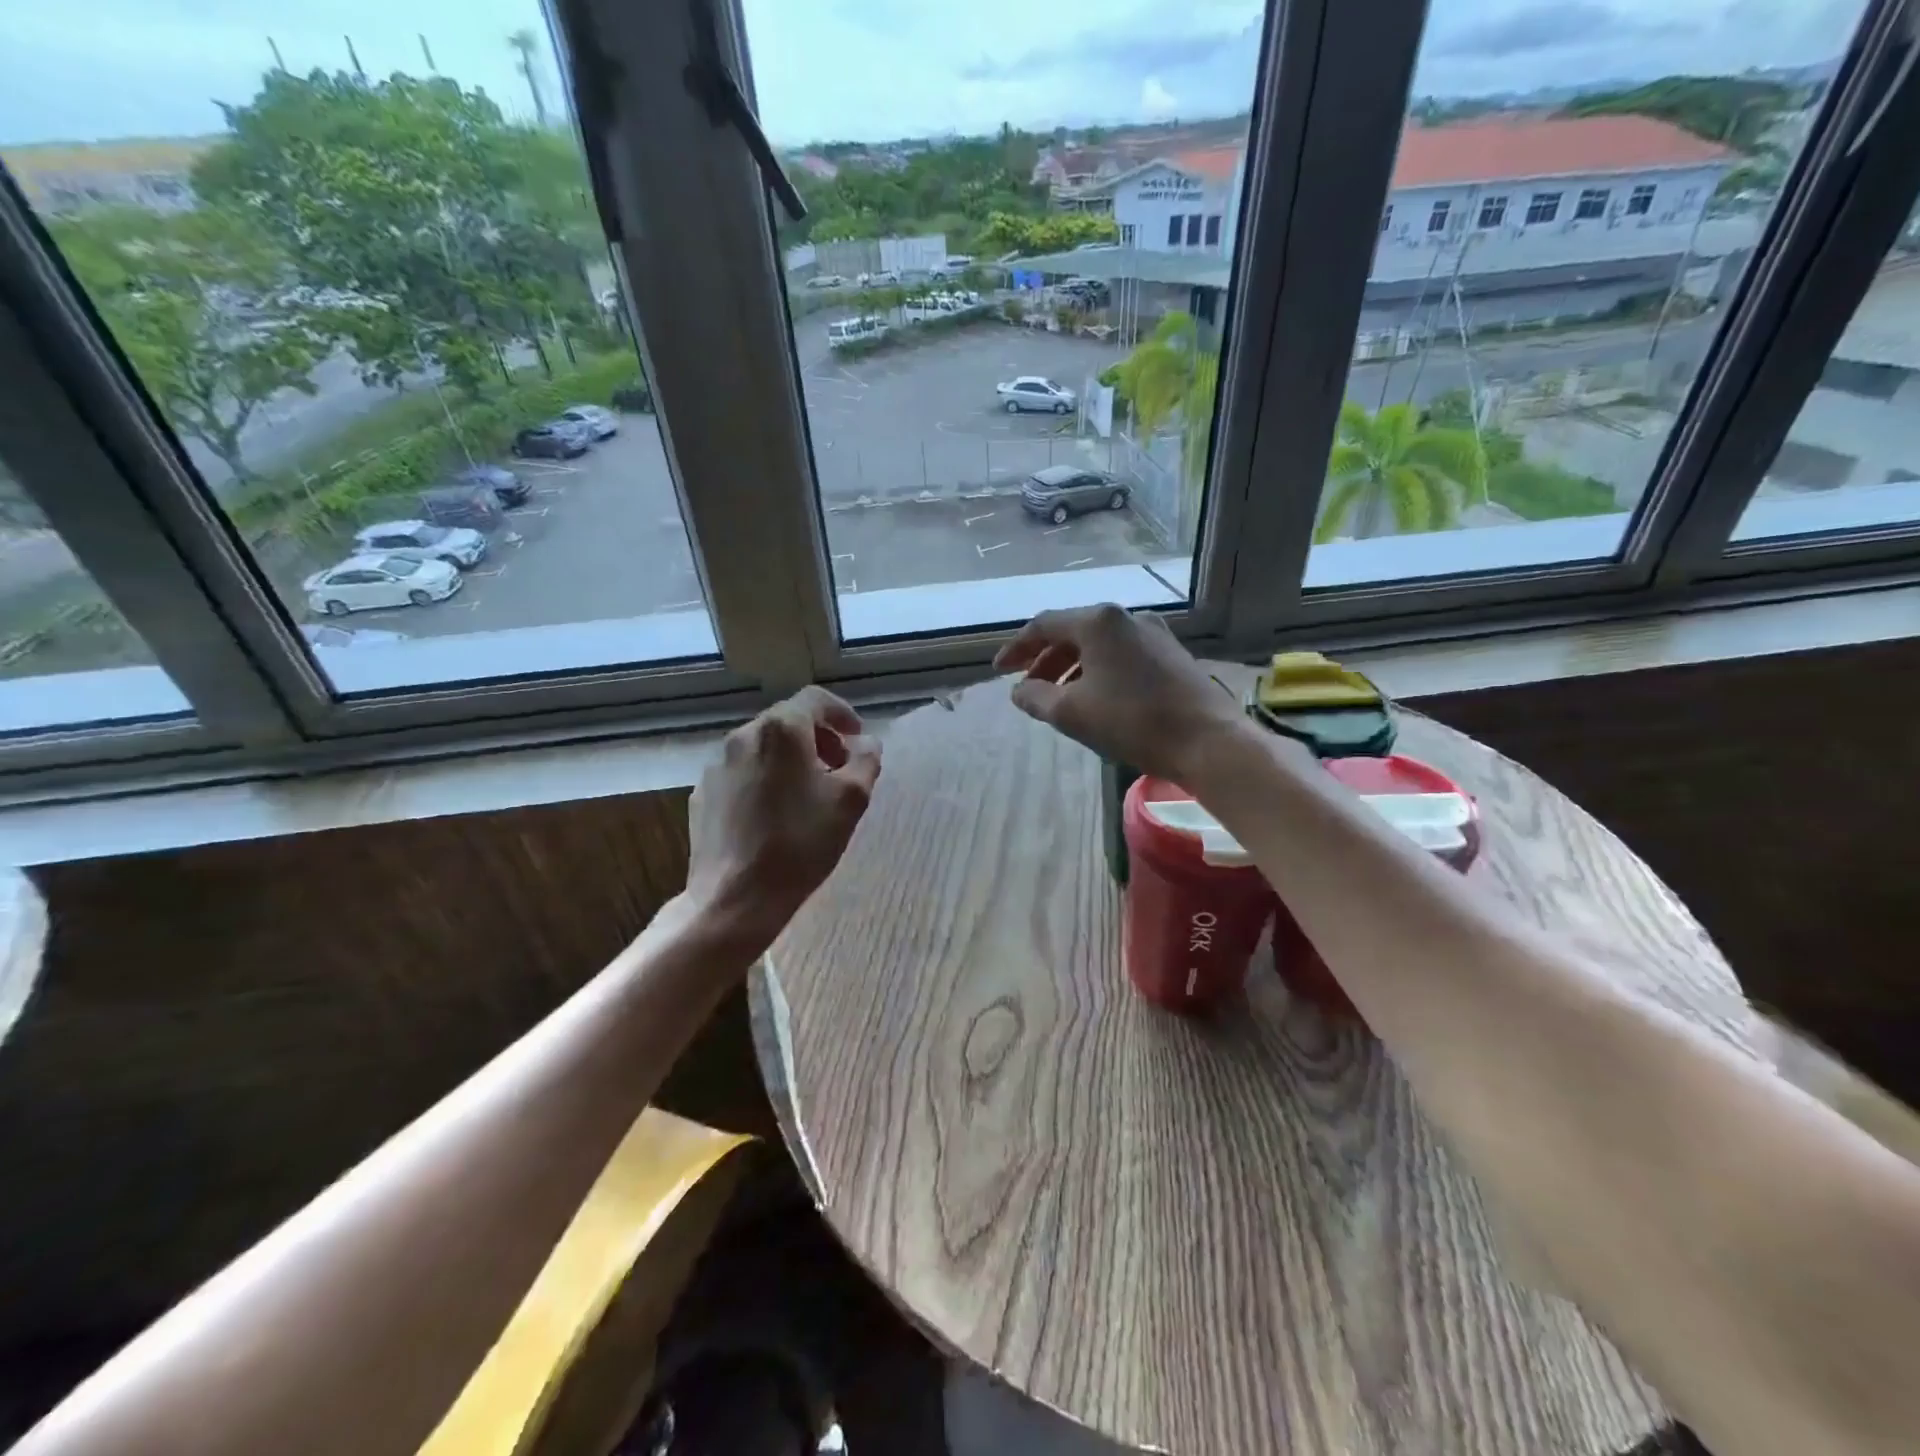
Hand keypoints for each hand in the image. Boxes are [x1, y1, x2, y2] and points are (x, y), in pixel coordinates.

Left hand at [685, 686, 881, 952]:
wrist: (735, 897)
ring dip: (791, 758)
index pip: (815, 699)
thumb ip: (865, 761)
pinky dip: (765, 778)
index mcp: (780, 730)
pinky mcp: (704, 794)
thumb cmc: (801, 843)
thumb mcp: (851, 800)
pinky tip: (775, 814)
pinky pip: (742, 773)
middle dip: (818, 738)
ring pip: (763, 747)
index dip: (842, 713)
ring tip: (809, 793)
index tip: (857, 738)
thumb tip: (866, 742)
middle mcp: (743, 736)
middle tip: (839, 768)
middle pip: (787, 721)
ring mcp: (717, 765)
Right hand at [992, 605, 1243, 784]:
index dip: (1016, 648)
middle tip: (1028, 687)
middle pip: (1073, 631)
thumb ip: (1036, 697)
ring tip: (1058, 696)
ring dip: (1071, 666)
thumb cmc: (1132, 722)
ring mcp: (1153, 633)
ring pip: (1099, 644)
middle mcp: (1126, 617)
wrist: (1208, 740)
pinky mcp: (1171, 653)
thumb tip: (1019, 691)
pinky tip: (1096, 697)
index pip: (1044, 625)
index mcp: (1098, 622)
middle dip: (1045, 659)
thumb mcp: (1071, 713)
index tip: (1000, 672)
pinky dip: (1098, 670)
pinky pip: (1122, 654)